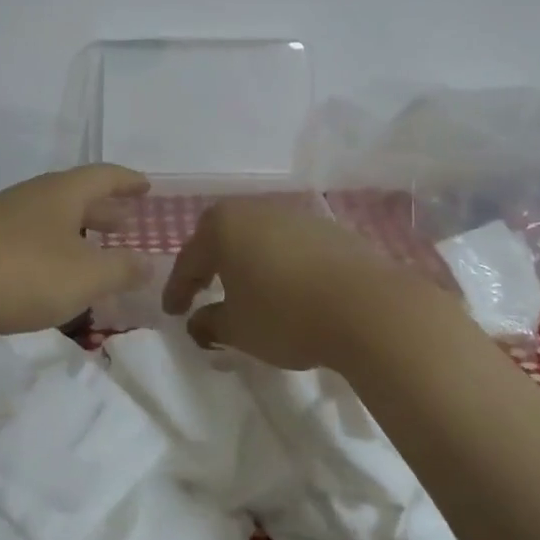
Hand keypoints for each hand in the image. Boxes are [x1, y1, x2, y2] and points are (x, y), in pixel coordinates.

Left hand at [0, 165, 152, 334]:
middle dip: (102, 209)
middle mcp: (31, 194)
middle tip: (125, 222)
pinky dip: (46, 244)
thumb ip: (121, 269)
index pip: (103, 176)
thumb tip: (148, 262)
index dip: (127, 182)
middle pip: (74, 194)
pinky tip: (45, 267)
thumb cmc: (24, 274)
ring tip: (89, 247)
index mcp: (61, 193)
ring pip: (47, 214)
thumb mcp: (84, 277)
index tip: (146, 187)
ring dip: (73, 228)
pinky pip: (24, 233)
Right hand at [163, 199, 440, 370]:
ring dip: (246, 260)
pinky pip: (289, 243)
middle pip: (221, 235)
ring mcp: (294, 215)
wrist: (368, 307)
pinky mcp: (328, 229)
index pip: (189, 259)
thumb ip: (210, 323)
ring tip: (246, 289)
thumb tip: (197, 322)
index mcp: (223, 227)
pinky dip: (279, 262)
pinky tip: (287, 287)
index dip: (177, 289)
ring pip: (257, 236)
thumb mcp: (238, 329)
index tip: (172, 313)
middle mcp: (255, 210)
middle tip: (202, 288)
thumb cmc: (286, 315)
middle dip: (209, 262)